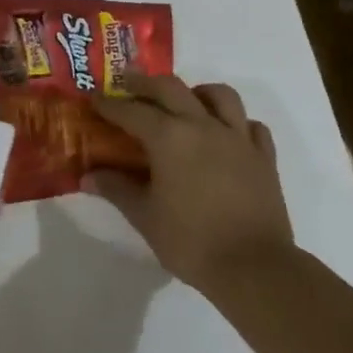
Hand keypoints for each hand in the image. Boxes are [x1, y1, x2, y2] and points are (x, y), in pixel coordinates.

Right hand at [83, 73, 293, 290]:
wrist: (255, 269)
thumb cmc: (192, 241)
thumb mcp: (145, 217)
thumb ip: (117, 189)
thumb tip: (88, 176)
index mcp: (169, 137)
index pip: (131, 111)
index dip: (108, 104)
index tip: (93, 98)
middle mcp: (203, 126)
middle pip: (171, 88)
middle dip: (145, 83)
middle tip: (128, 86)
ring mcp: (238, 138)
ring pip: (220, 95)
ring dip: (197, 92)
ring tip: (185, 102)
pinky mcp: (264, 157)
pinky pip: (251, 125)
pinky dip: (236, 122)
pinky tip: (225, 135)